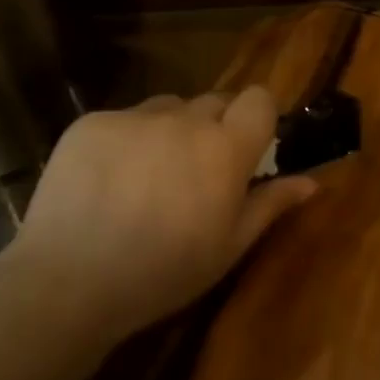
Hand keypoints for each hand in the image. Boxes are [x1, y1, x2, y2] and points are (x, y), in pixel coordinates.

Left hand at [7, 88, 315, 347]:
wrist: (69, 281)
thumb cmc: (163, 272)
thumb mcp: (228, 247)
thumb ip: (270, 205)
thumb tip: (311, 182)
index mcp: (225, 148)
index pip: (258, 99)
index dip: (257, 117)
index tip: (247, 147)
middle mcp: (185, 119)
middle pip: (213, 103)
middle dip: (213, 128)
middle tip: (194, 173)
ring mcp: (134, 117)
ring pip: (167, 108)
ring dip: (169, 131)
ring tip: (146, 176)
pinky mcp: (92, 122)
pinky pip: (122, 119)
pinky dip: (124, 141)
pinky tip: (106, 181)